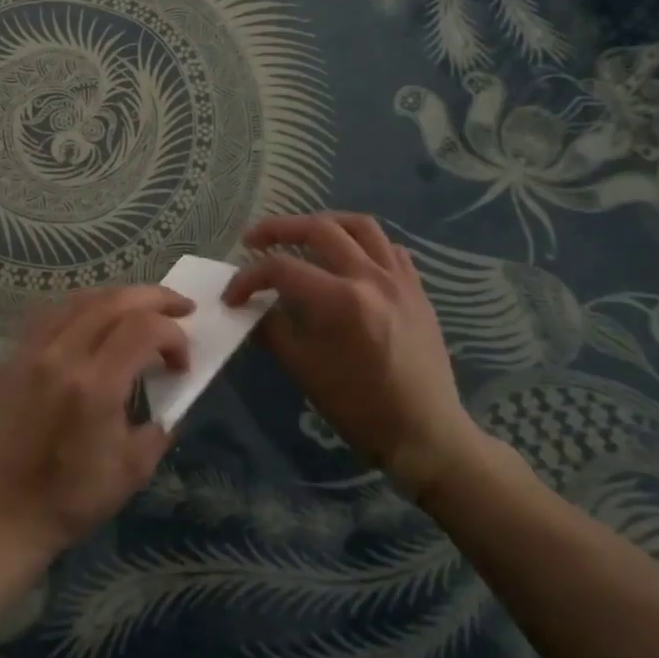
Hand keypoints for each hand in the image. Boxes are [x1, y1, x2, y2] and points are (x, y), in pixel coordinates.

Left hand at [0, 286, 192, 564]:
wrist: (6, 513)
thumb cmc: (74, 498)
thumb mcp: (135, 468)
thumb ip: (161, 422)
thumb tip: (171, 391)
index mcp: (95, 385)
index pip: (143, 328)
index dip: (173, 335)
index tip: (183, 362)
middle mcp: (62, 356)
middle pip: (114, 301)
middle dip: (155, 298)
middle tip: (182, 307)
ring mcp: (33, 351)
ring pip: (82, 299)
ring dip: (119, 297)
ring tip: (142, 308)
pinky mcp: (14, 356)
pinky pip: (52, 313)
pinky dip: (83, 307)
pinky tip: (96, 319)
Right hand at [225, 213, 486, 499]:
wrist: (426, 434)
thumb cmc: (360, 408)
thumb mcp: (305, 371)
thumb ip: (273, 330)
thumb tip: (252, 307)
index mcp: (341, 301)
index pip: (281, 269)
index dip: (248, 278)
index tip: (232, 295)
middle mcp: (371, 277)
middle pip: (318, 229)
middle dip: (278, 229)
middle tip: (253, 240)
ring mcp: (399, 279)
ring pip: (359, 226)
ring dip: (323, 223)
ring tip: (302, 234)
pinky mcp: (416, 289)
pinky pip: (389, 247)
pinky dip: (363, 243)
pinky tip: (348, 258)